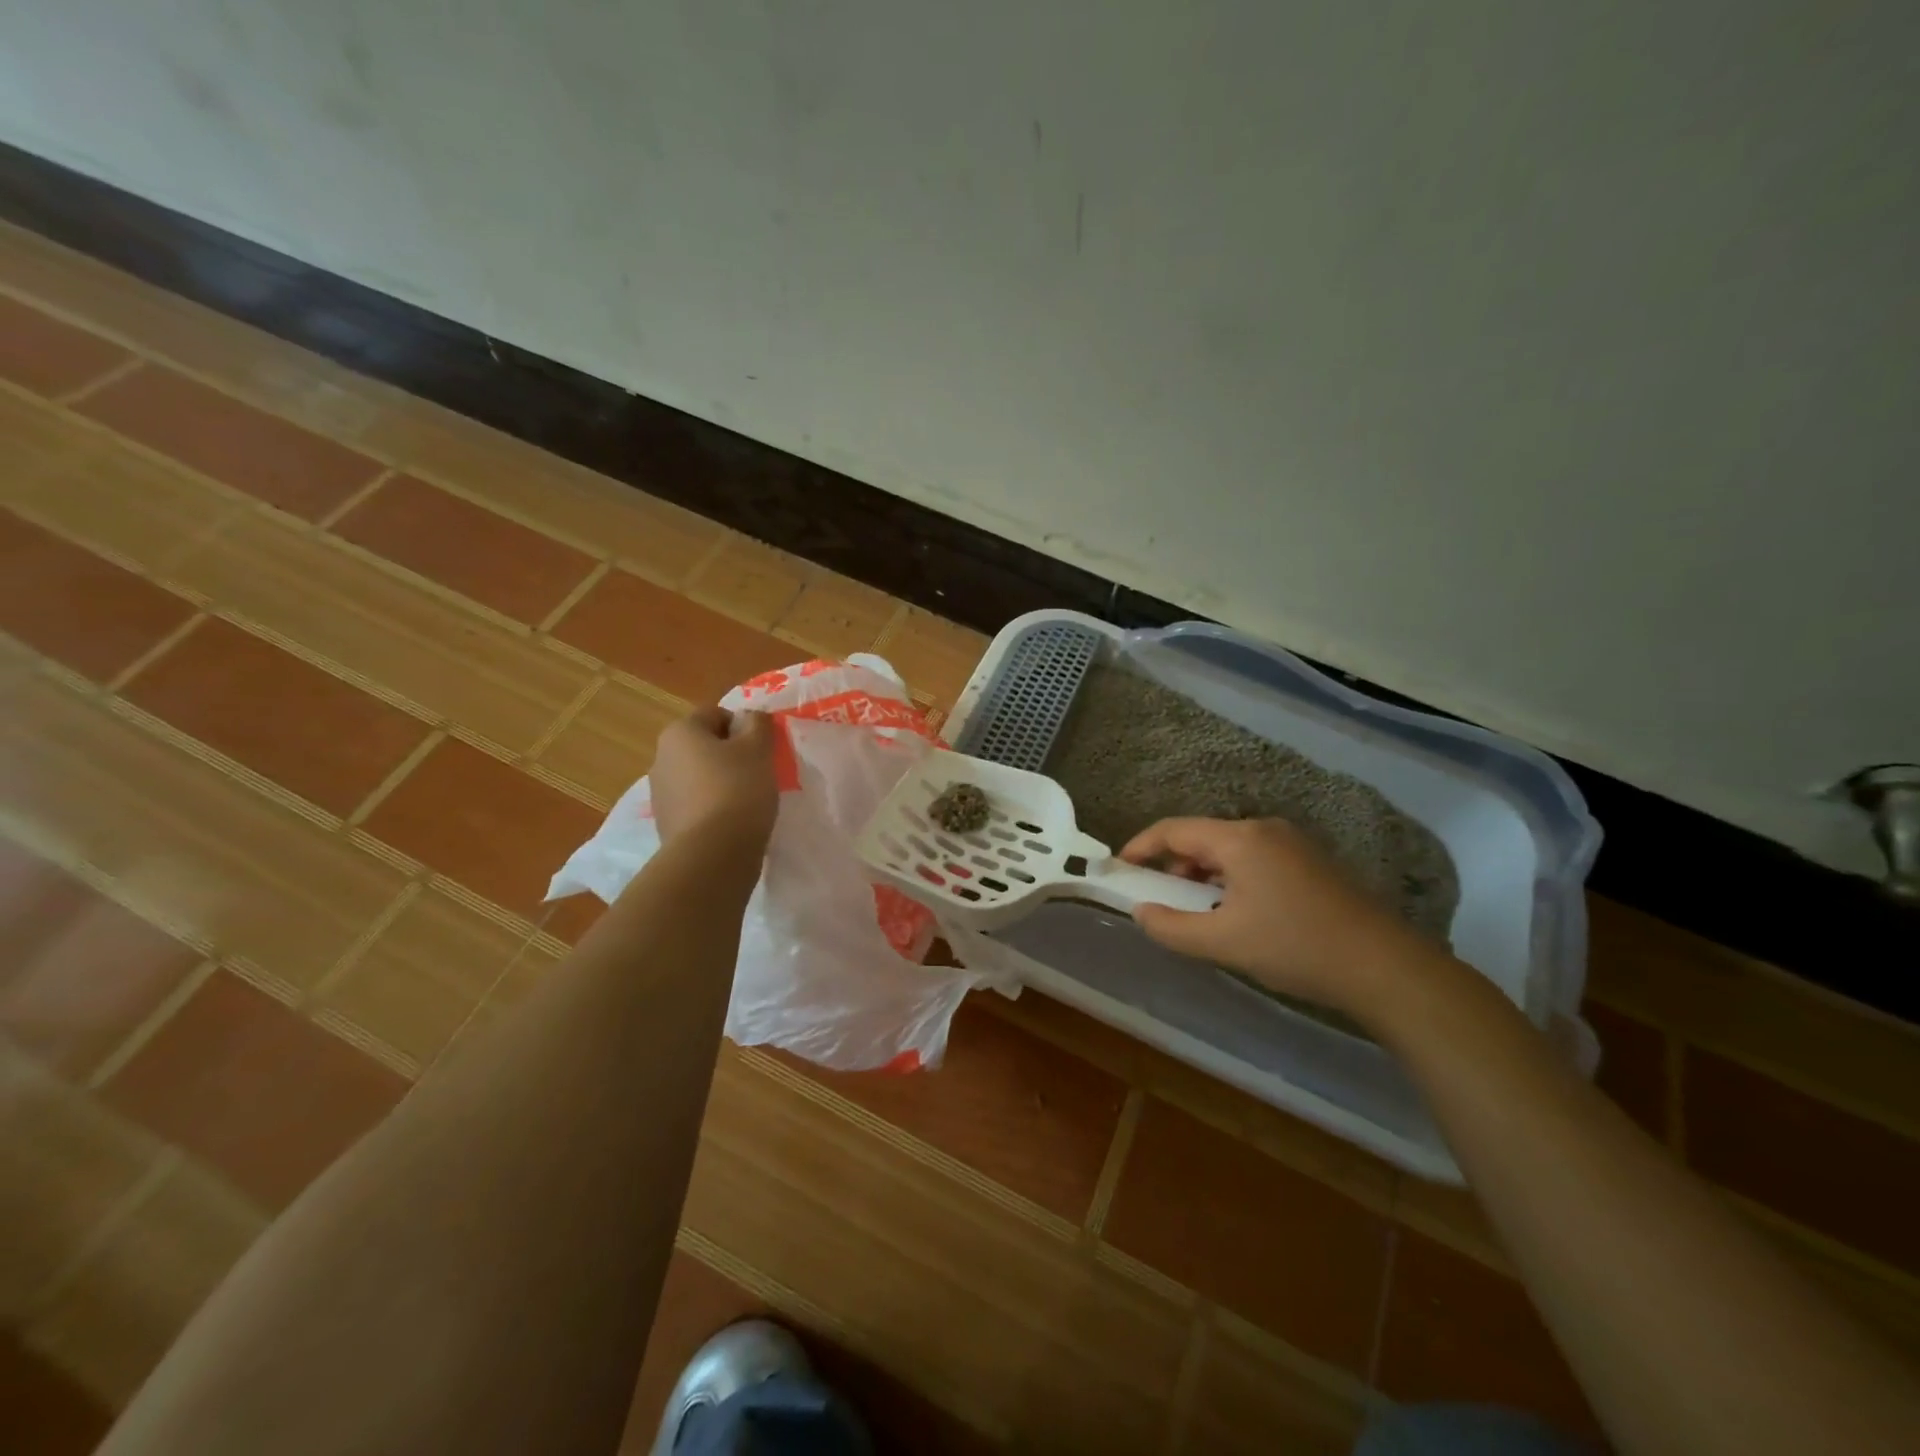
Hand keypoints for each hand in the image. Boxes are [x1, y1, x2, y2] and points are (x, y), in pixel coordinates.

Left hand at [650, 706, 779, 850]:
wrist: (713, 853)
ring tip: (748, 802)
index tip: (761, 748)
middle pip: (704, 746)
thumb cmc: (738, 789)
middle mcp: (661, 758)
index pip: (715, 714)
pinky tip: (732, 823)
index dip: (743, 726)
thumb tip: (750, 717)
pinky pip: (695, 805)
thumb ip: (758, 724)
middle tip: (758, 773)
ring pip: (699, 776)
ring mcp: (660, 794)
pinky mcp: (666, 824)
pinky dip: (713, 808)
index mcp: (679, 732)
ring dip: (721, 782)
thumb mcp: (758, 748)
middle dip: (731, 755)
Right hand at [1120, 817, 1441, 1018]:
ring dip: (1203, 876)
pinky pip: (1254, 860)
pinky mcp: (1310, 862)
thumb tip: (1140, 911)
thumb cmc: (1295, 948)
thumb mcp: (1223, 943)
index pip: (1174, 830)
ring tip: (1198, 913)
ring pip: (1228, 851)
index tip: (1119, 870)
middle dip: (1173, 867)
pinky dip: (1231, 880)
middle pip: (1201, 838)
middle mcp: (1264, 829)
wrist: (1384, 966)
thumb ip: (1171, 927)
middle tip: (1160, 901)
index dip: (1140, 847)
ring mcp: (1292, 843)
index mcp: (1240, 839)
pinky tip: (1237, 914)